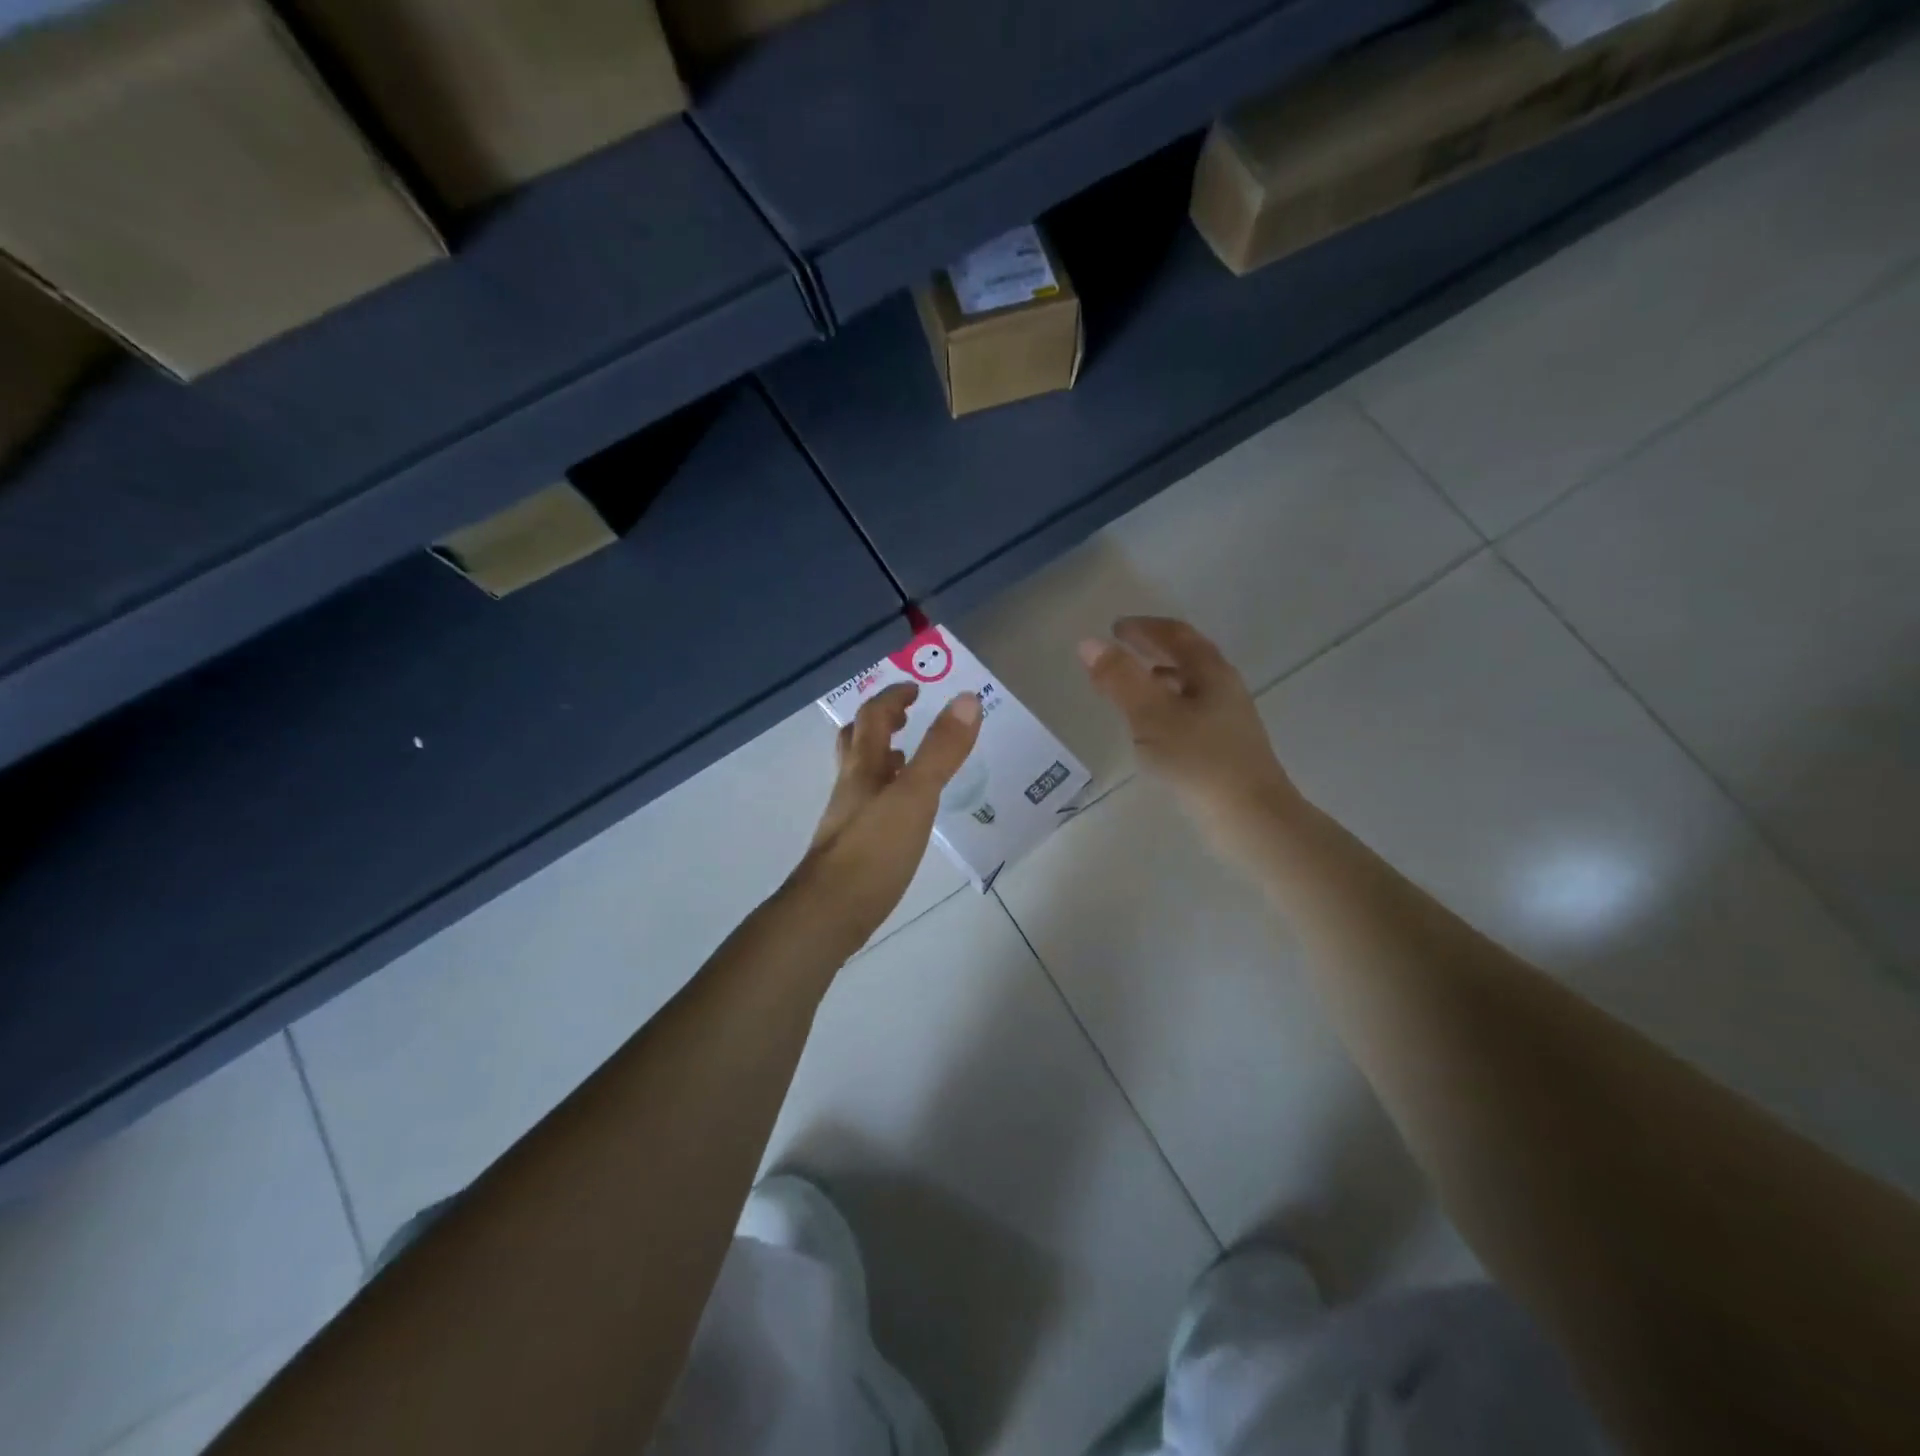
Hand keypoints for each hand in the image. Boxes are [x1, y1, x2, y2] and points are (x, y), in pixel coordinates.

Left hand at [793, 683, 982, 946]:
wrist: (830, 912)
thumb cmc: (874, 849)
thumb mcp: (916, 795)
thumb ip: (941, 750)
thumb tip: (966, 699)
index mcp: (863, 767)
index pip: (872, 717)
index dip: (893, 698)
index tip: (915, 689)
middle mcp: (851, 787)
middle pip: (856, 743)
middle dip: (880, 724)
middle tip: (906, 718)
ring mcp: (848, 818)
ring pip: (862, 776)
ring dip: (884, 759)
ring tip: (910, 760)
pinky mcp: (853, 848)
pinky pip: (870, 807)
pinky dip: (888, 795)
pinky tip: (905, 814)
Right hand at [1080, 617, 1302, 851]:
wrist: (1251, 819)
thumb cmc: (1199, 760)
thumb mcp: (1152, 715)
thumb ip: (1120, 679)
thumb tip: (1089, 643)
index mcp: (1211, 673)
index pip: (1176, 635)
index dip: (1145, 628)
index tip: (1115, 628)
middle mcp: (1224, 690)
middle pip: (1187, 658)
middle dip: (1153, 650)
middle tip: (1120, 650)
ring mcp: (1228, 721)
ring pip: (1189, 688)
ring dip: (1159, 679)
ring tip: (1129, 687)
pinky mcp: (1224, 749)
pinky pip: (1189, 714)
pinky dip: (1165, 708)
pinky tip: (1151, 729)